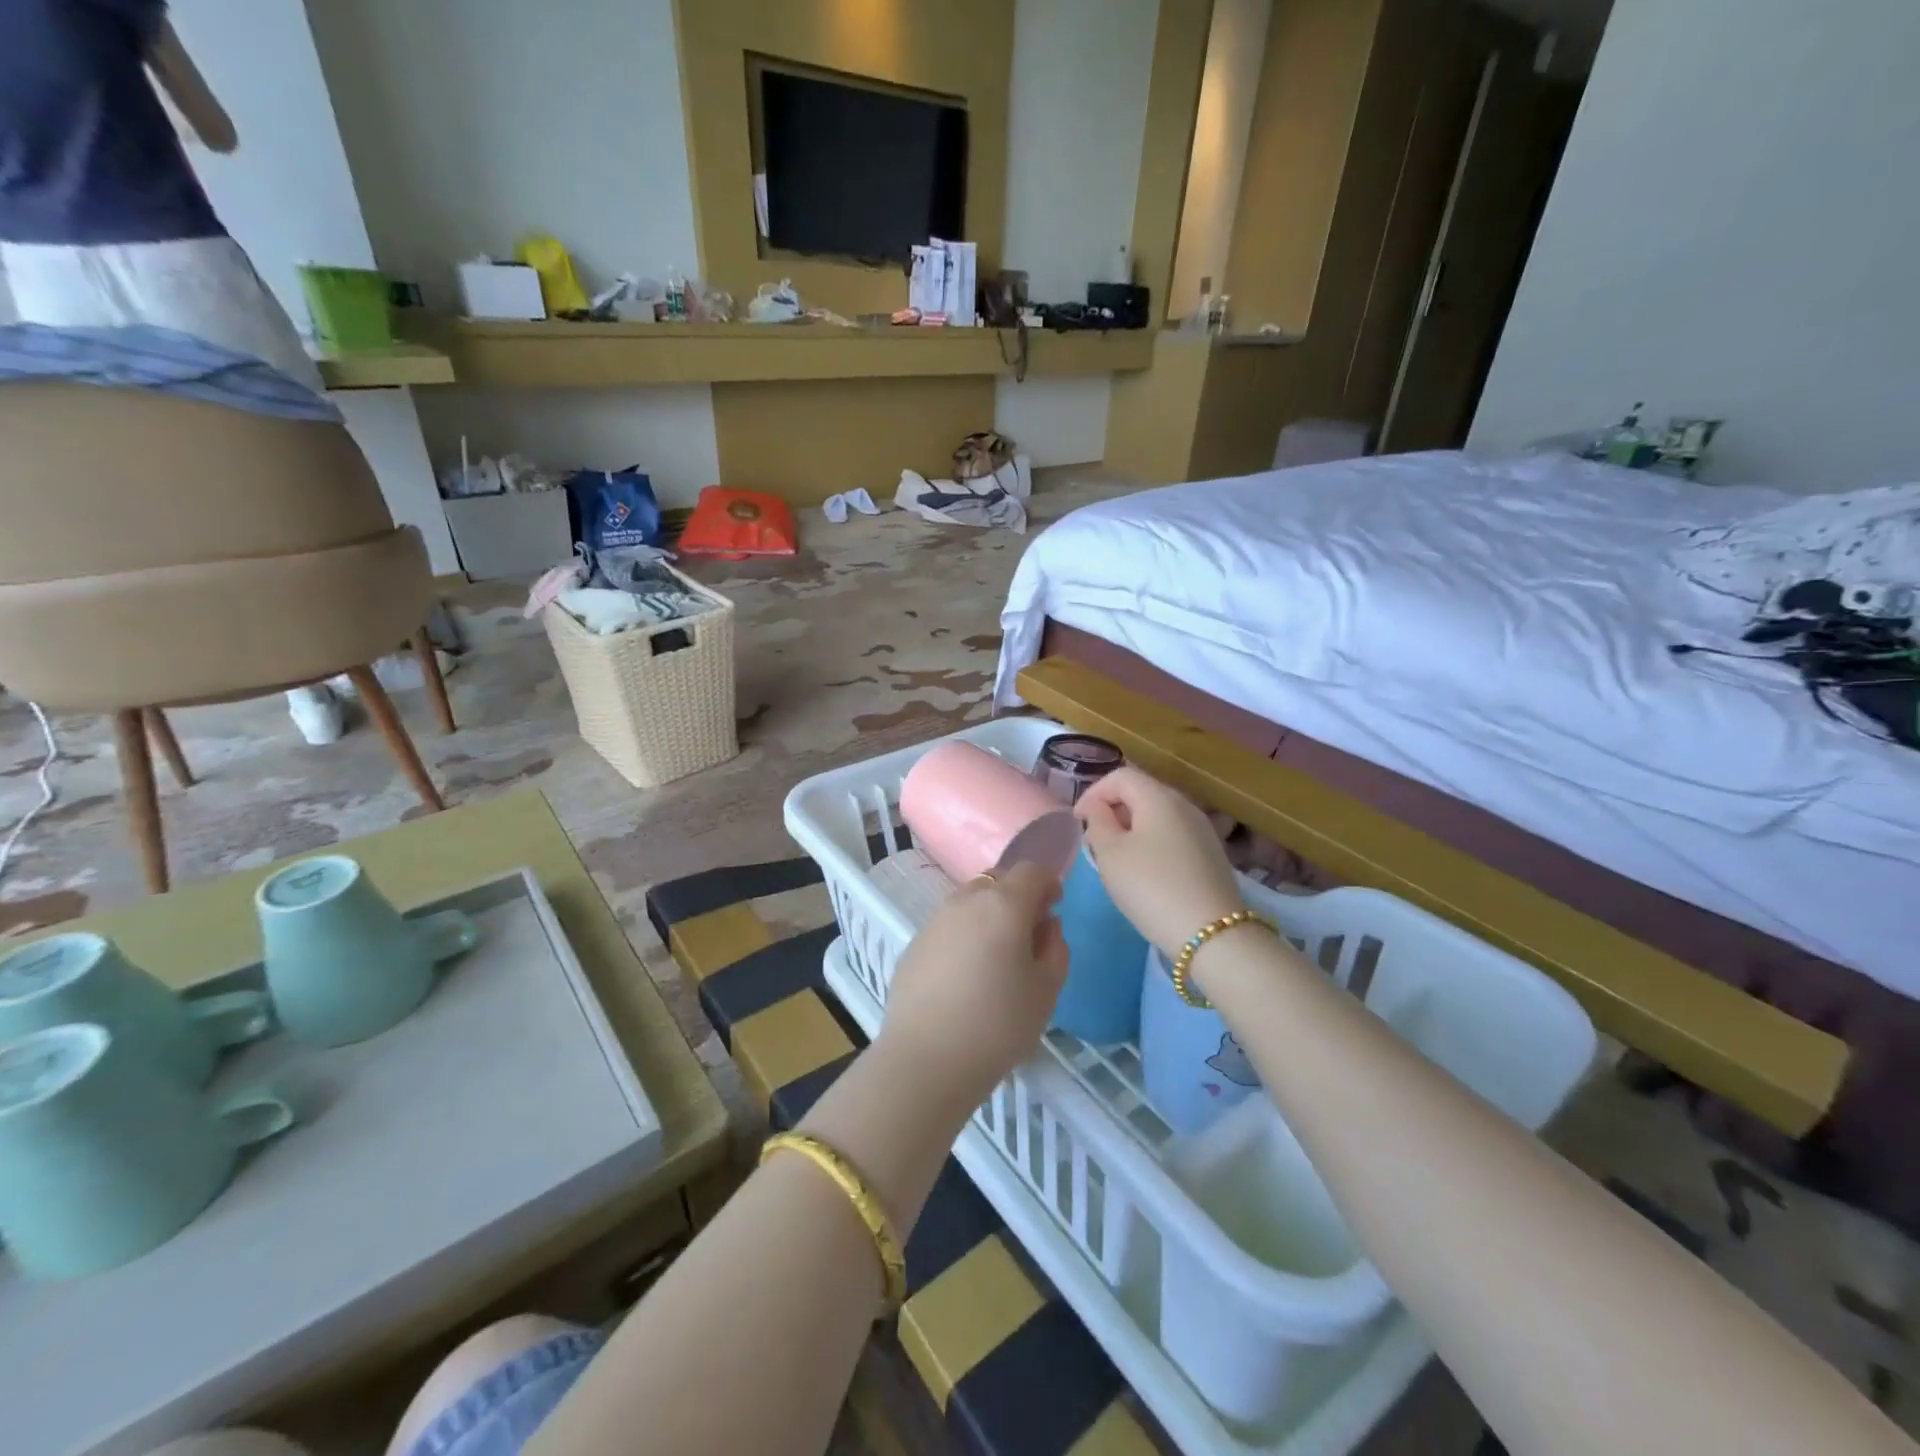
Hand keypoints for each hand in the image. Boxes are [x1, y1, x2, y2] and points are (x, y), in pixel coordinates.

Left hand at [877, 861, 1068, 1110]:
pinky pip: (948, 926)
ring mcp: (935, 920)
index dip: (1048, 882)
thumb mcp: (1046, 990)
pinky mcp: (914, 944)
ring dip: (988, 914)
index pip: (1031, 870)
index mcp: (1003, 904)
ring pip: (969, 901)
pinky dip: (963, 935)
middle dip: (1017, 895)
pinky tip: (965, 975)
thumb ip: (1055, 948)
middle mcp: (966, 901)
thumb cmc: (998, 1024)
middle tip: (1028, 932)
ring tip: (996, 956)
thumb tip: (1046, 925)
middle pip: (997, 880)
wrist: (926, 1059)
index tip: (1055, 906)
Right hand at [1077, 767, 1244, 955]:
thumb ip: (1098, 822)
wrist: (1211, 934)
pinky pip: (1173, 835)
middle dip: (1113, 810)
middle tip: (1094, 841)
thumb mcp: (1110, 854)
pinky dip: (1152, 843)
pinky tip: (1146, 872)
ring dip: (1132, 828)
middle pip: (1141, 792)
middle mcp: (1185, 804)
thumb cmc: (1151, 887)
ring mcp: (1202, 829)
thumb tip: (1098, 808)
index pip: (1120, 775)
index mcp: (1159, 796)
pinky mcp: (1211, 854)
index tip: (1077, 822)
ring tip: (1116, 858)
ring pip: (1158, 815)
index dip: (1093, 793)